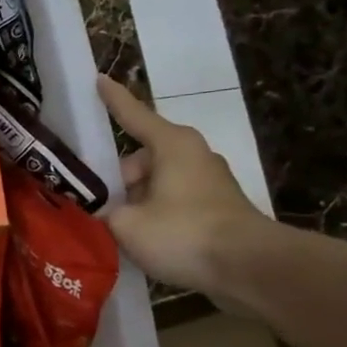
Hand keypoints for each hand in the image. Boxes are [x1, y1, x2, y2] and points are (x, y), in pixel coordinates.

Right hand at [97, 76, 275, 294]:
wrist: (250, 268)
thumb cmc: (184, 233)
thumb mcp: (127, 225)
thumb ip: (104, 214)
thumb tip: (99, 214)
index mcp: (171, 145)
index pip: (133, 115)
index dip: (113, 100)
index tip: (98, 79)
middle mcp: (192, 155)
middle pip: (141, 159)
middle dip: (117, 181)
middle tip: (96, 208)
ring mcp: (209, 182)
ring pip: (157, 184)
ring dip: (136, 203)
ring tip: (116, 232)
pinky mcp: (218, 209)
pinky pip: (174, 204)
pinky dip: (156, 217)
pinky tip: (143, 244)